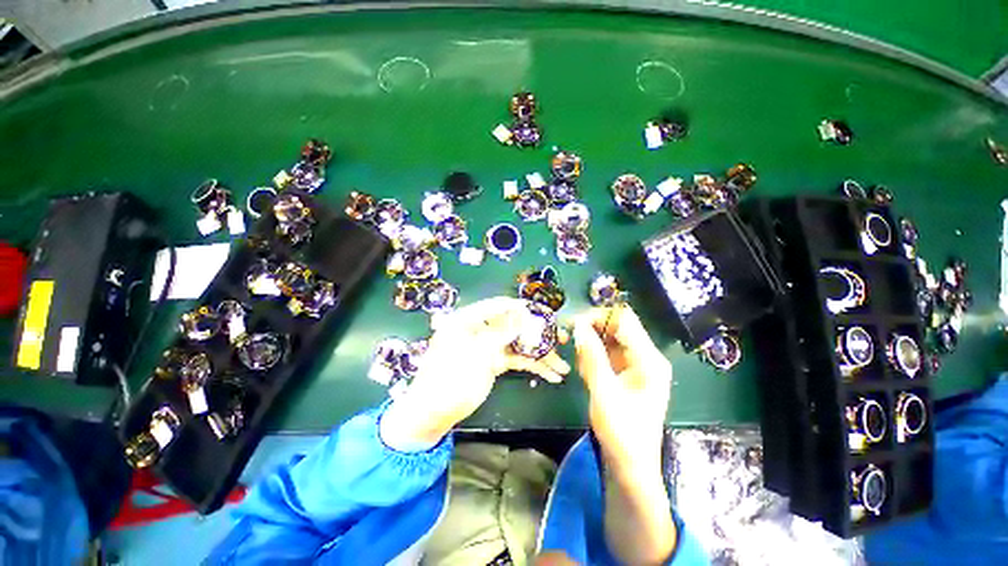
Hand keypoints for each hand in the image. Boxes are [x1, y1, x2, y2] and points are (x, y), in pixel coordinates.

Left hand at [382, 297, 569, 447]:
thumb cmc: (449, 378)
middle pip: (514, 325)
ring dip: (540, 353)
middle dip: (538, 333)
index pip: (498, 306)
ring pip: (519, 343)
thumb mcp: (475, 353)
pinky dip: (533, 365)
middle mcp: (481, 329)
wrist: (433, 413)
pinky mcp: (495, 362)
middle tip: (560, 338)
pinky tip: (550, 374)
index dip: (521, 308)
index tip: (544, 313)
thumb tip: (524, 314)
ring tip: (561, 365)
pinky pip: (517, 359)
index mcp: (468, 319)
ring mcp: (489, 346)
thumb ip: (501, 333)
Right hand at [572, 305, 671, 475]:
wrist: (631, 465)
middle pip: (616, 326)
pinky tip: (585, 372)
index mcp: (648, 359)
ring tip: (579, 364)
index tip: (574, 324)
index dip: (598, 316)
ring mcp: (635, 363)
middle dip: (591, 329)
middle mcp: (645, 356)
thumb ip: (591, 355)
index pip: (624, 320)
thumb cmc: (621, 432)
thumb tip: (578, 324)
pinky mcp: (625, 371)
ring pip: (608, 338)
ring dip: (589, 344)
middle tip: (568, 337)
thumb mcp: (603, 391)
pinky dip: (592, 356)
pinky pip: (606, 352)